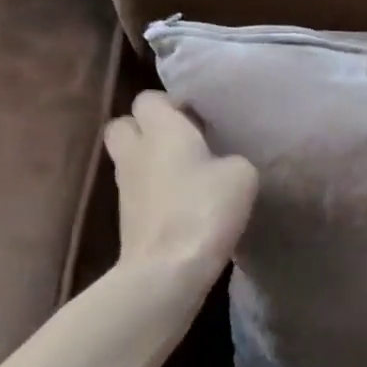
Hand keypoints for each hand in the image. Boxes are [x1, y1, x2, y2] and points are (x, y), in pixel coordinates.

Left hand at [104, 92, 256, 277]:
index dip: (173, 103)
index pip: (149, 98)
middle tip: (183, 139)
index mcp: (160, 130)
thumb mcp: (241, 174)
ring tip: (189, 171)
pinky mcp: (127, 216)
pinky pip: (138, 188)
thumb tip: (221, 165)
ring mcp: (125, 186)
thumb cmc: (204, 208)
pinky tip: (184, 201)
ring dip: (151, 159)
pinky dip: (155, 188)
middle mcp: (135, 151)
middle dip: (149, 127)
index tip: (200, 118)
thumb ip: (231, 158)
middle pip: (125, 124)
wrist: (167, 269)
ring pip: (130, 157)